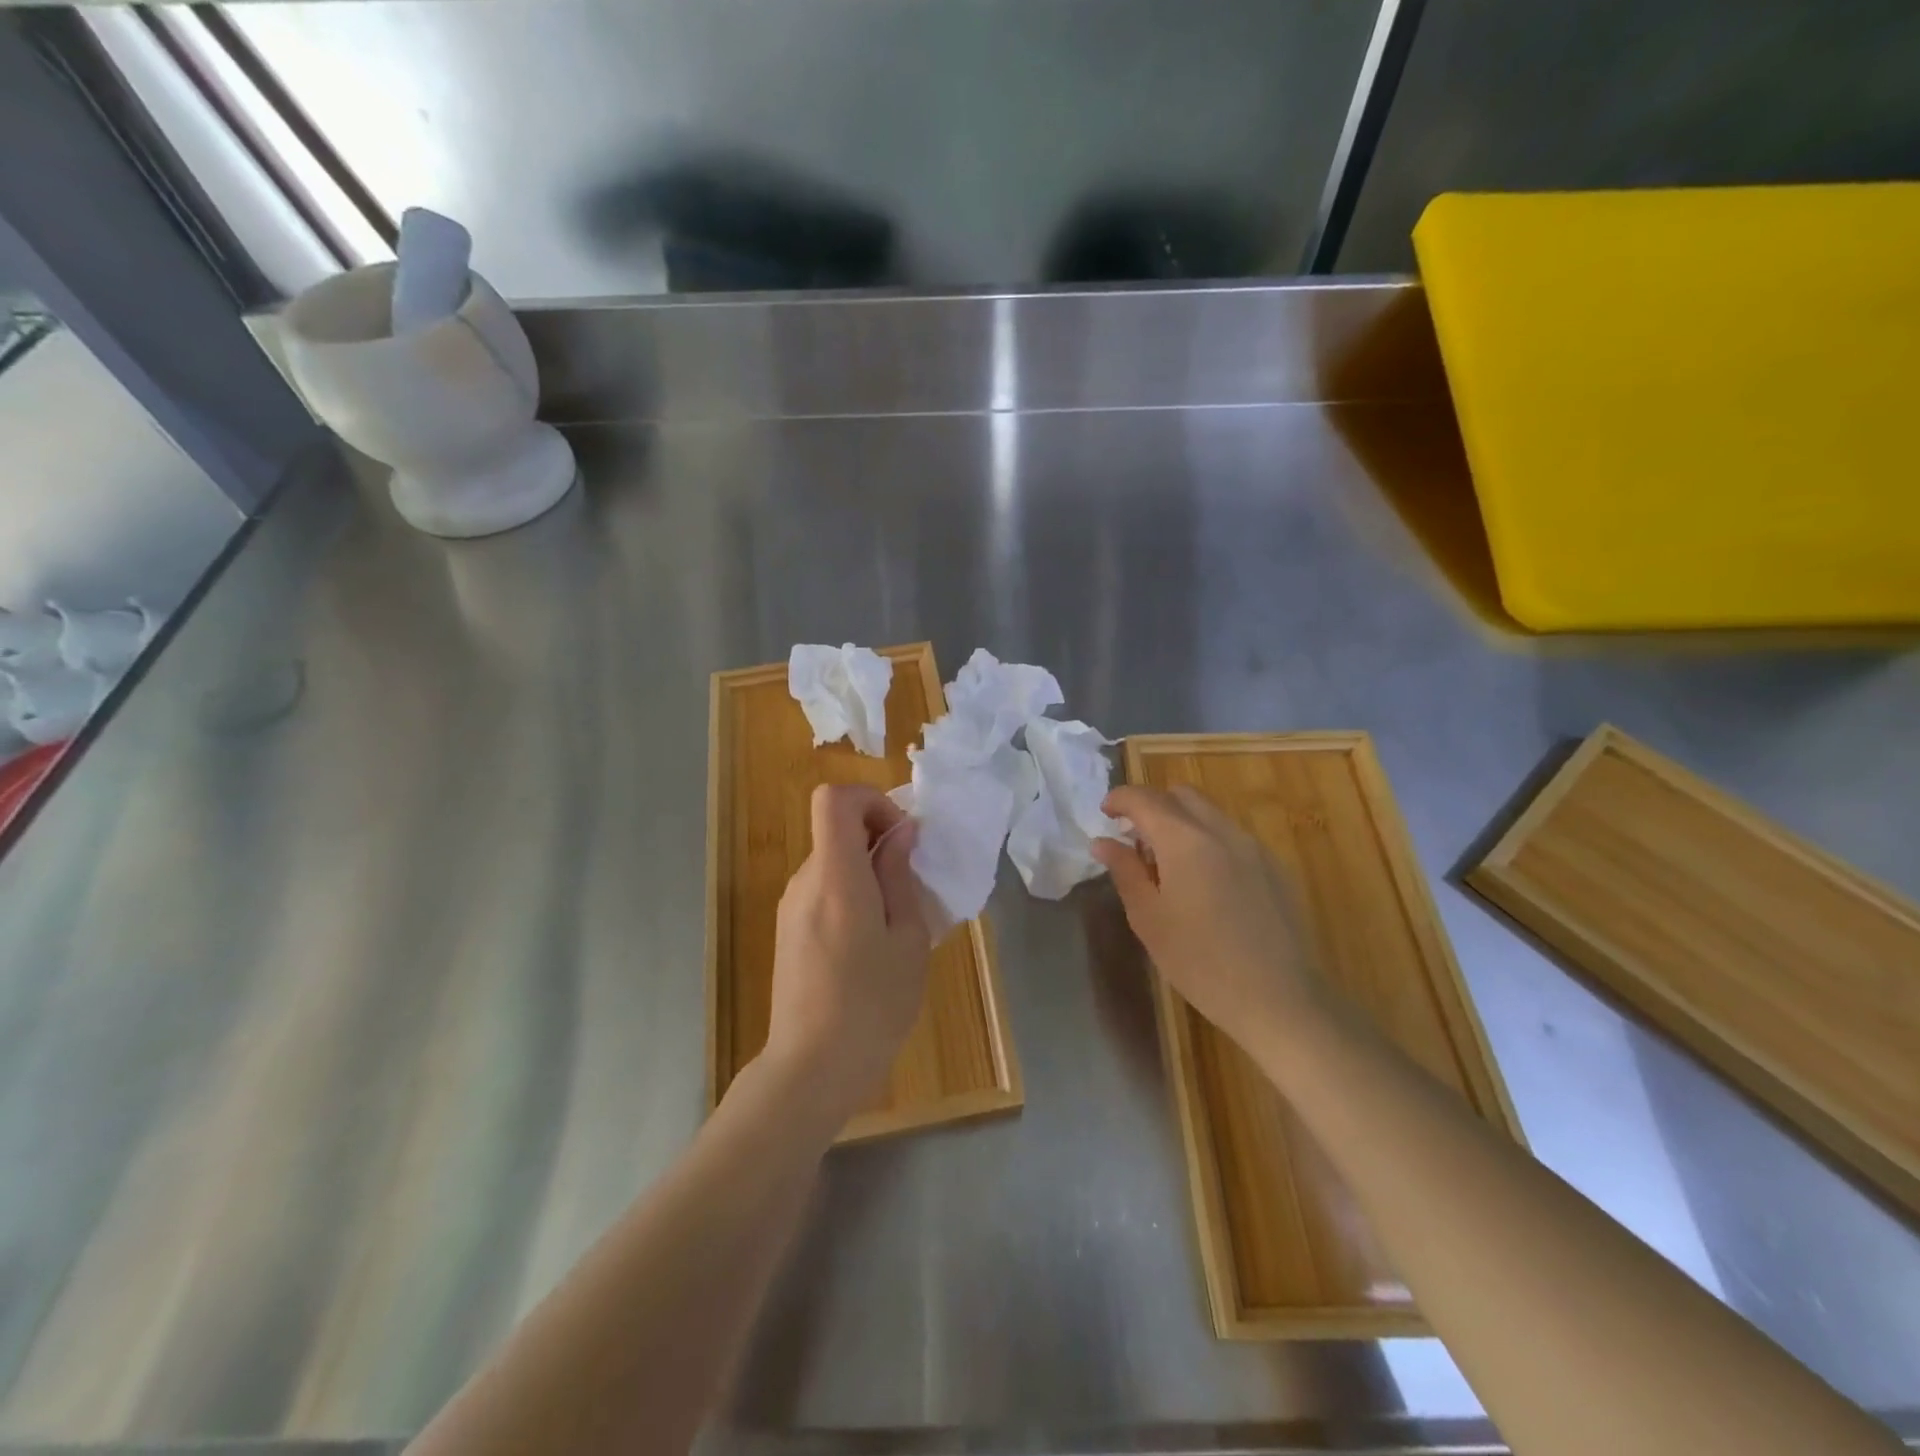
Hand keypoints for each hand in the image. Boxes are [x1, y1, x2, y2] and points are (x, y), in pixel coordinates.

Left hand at [762, 783, 930, 1123]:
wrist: (812, 1068)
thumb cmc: (873, 1005)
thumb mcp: (908, 939)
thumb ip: (900, 877)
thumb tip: (900, 834)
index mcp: (836, 876)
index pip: (834, 799)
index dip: (871, 801)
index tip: (901, 837)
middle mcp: (805, 881)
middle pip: (836, 829)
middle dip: (878, 840)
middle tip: (911, 885)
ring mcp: (790, 906)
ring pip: (832, 861)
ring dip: (867, 871)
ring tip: (895, 923)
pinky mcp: (788, 930)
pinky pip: (823, 890)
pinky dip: (851, 895)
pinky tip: (869, 945)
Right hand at [1093, 784, 1317, 1053]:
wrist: (1279, 999)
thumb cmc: (1200, 962)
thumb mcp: (1149, 918)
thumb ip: (1125, 871)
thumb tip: (1103, 841)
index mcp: (1185, 840)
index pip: (1145, 798)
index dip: (1120, 799)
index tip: (1104, 813)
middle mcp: (1221, 831)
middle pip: (1181, 796)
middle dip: (1152, 805)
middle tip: (1134, 838)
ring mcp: (1253, 847)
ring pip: (1210, 814)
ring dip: (1181, 822)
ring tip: (1167, 863)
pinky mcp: (1274, 867)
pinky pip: (1232, 836)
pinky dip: (1208, 840)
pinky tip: (1204, 883)